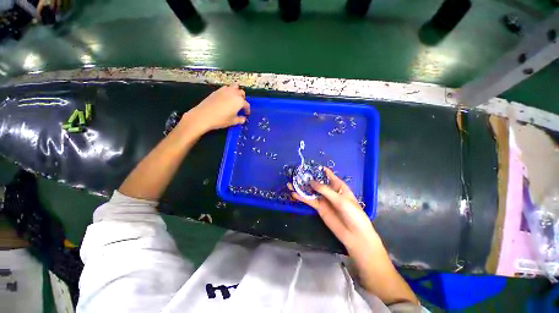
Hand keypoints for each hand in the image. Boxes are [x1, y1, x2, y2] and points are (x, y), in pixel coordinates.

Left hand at [182, 85, 249, 132]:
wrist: (204, 115)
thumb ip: (240, 120)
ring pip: (234, 87)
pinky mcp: (217, 90)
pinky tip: (225, 98)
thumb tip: (243, 119)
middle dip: (242, 98)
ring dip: (236, 92)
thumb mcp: (232, 122)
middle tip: (240, 106)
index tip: (246, 114)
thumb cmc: (221, 119)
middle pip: (241, 92)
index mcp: (239, 101)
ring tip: (234, 99)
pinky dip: (228, 91)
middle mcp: (234, 93)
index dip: (247, 110)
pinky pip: (226, 88)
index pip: (246, 104)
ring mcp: (225, 90)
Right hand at [289, 168, 379, 254]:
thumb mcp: (340, 199)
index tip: (310, 166)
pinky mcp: (319, 208)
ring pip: (310, 191)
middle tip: (296, 174)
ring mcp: (323, 199)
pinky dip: (301, 197)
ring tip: (290, 183)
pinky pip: (309, 201)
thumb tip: (310, 182)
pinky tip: (294, 194)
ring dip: (301, 187)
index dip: (320, 170)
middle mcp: (329, 191)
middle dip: (307, 178)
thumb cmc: (352, 213)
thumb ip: (324, 190)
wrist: (354, 234)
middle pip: (317, 183)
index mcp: (338, 186)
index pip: (328, 175)